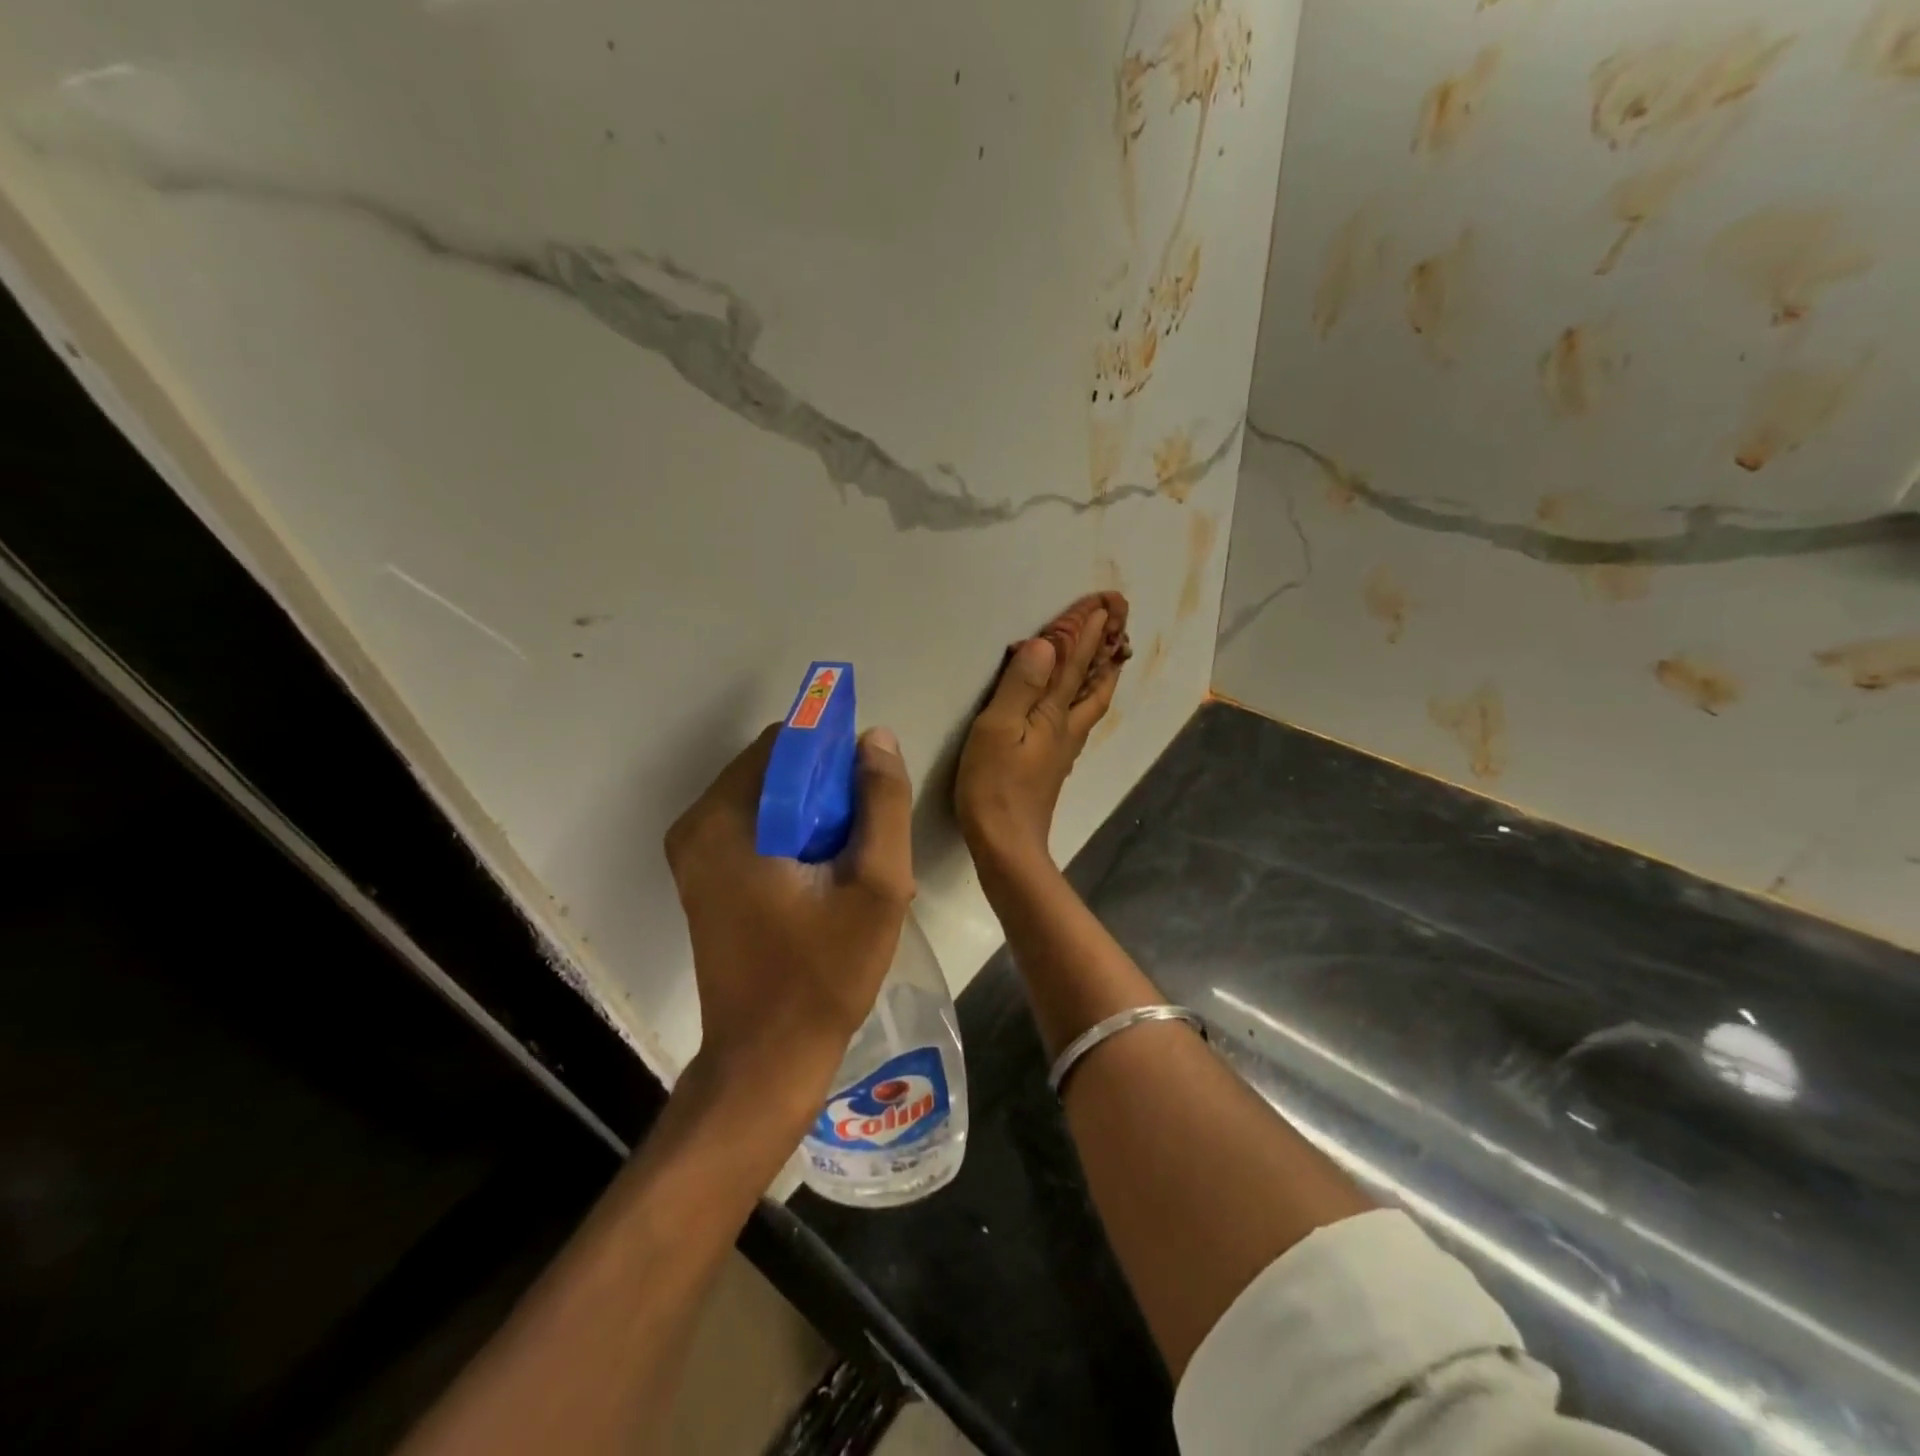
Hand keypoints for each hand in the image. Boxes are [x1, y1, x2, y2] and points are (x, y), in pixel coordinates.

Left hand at [665, 724, 915, 1107]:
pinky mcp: (704, 879)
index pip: (786, 743)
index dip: (836, 754)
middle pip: (775, 770)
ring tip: (853, 860)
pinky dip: (796, 836)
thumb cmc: (822, 974)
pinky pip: (757, 829)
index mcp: (725, 820)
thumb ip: (882, 804)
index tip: (871, 791)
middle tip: (867, 836)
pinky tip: (828, 877)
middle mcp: (697, 827)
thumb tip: (876, 739)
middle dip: (828, 788)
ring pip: (770, 799)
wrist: (767, 1062)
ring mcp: (695, 855)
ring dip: (816, 814)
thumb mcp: (876, 885)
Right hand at [955, 596, 1126, 867]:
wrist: (1006, 842)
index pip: (1074, 663)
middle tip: (1118, 621)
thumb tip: (1045, 645)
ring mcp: (1063, 747)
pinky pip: (1079, 717)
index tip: (1104, 602)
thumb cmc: (994, 785)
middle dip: (1105, 648)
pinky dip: (1088, 697)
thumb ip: (1021, 686)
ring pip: (1092, 701)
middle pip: (1094, 681)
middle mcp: (1066, 726)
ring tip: (1111, 655)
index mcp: (1053, 714)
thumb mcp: (998, 729)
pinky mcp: (1053, 763)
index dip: (1087, 632)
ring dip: (1102, 672)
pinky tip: (1080, 703)